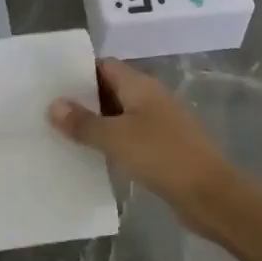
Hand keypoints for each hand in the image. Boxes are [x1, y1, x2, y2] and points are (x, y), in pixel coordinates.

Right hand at [49, 59, 237, 234]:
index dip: (79, 71)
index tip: (52, 83)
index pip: (105, 66)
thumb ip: (83, 122)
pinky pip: (131, 137)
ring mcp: (160, 123)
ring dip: (97, 123)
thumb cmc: (161, 156)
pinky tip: (93, 156)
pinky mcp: (164, 147)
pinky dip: (112, 142)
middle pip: (112, 89)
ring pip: (121, 115)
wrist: (211, 194)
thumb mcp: (115, 138)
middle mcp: (151, 97)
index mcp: (140, 85)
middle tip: (50, 110)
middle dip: (83, 99)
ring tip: (63, 133)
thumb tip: (53, 105)